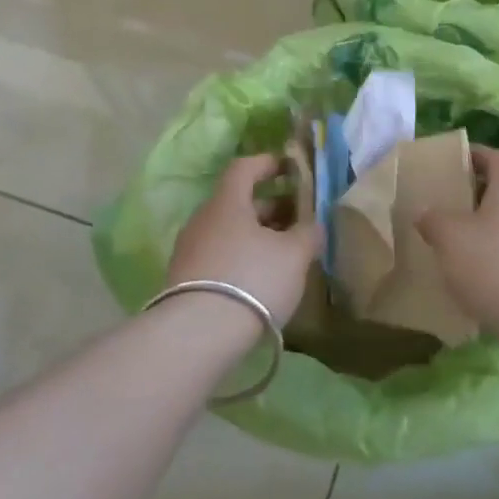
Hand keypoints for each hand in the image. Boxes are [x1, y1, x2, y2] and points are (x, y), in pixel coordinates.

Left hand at [166, 153, 322, 325]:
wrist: (197, 334)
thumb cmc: (252, 278)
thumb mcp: (294, 254)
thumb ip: (309, 233)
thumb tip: (314, 225)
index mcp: (227, 202)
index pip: (244, 167)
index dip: (267, 164)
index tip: (289, 168)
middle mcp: (203, 219)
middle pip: (238, 203)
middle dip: (269, 207)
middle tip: (297, 219)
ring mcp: (189, 251)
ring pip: (228, 232)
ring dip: (255, 236)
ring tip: (282, 254)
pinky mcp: (184, 282)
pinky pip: (218, 257)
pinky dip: (241, 259)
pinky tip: (259, 280)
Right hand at [417, 144, 498, 335]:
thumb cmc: (494, 265)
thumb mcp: (450, 237)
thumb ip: (433, 220)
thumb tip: (426, 214)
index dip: (478, 154)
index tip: (455, 160)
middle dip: (476, 194)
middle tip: (448, 203)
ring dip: (485, 228)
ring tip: (456, 242)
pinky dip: (495, 256)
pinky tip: (475, 276)